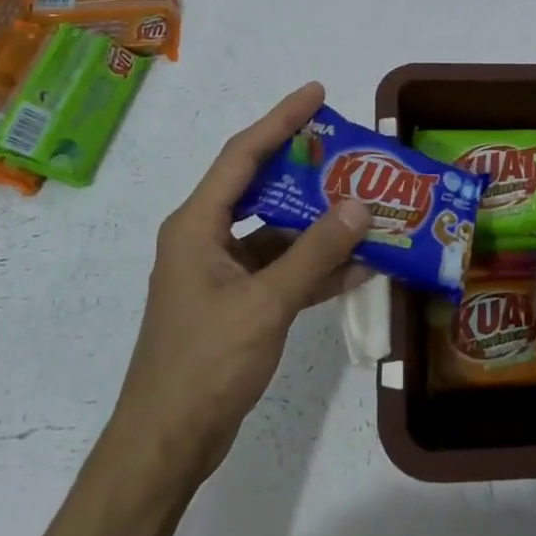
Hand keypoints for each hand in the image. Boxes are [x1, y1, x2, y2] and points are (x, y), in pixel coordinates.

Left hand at [109, 82, 372, 488]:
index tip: (318, 93)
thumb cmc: (206, 363)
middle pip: (260, 187)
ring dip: (318, 224)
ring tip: (368, 207)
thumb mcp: (266, 303)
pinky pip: (279, 270)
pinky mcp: (235, 303)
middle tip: (351, 153)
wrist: (168, 441)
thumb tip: (359, 205)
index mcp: (197, 224)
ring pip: (275, 232)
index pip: (242, 155)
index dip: (281, 119)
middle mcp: (205, 238)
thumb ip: (314, 252)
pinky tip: (359, 265)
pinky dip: (314, 267)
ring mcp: (220, 273)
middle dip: (306, 171)